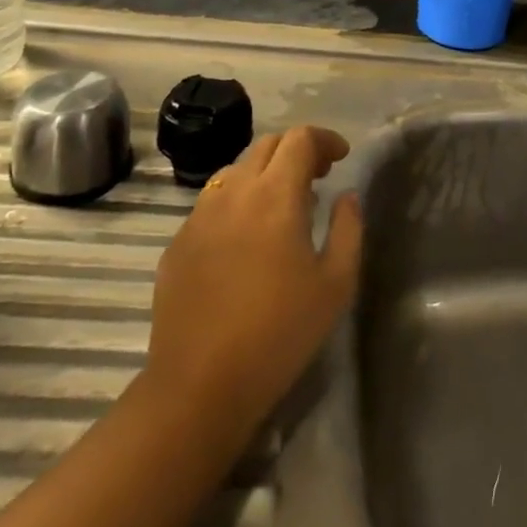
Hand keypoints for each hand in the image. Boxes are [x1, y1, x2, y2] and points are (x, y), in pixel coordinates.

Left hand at [144, 126, 362, 435]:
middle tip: (317, 177)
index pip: (299, 139)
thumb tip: (346, 197)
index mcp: (275, 196)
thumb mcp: (336, 285)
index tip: (340, 158)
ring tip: (281, 206)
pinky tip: (245, 239)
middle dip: (296, 151)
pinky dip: (237, 202)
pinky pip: (212, 202)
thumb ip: (348, 229)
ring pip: (235, 170)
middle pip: (266, 145)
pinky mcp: (178, 242)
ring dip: (264, 174)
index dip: (324, 139)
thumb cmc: (278, 334)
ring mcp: (200, 215)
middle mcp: (234, 192)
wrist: (198, 387)